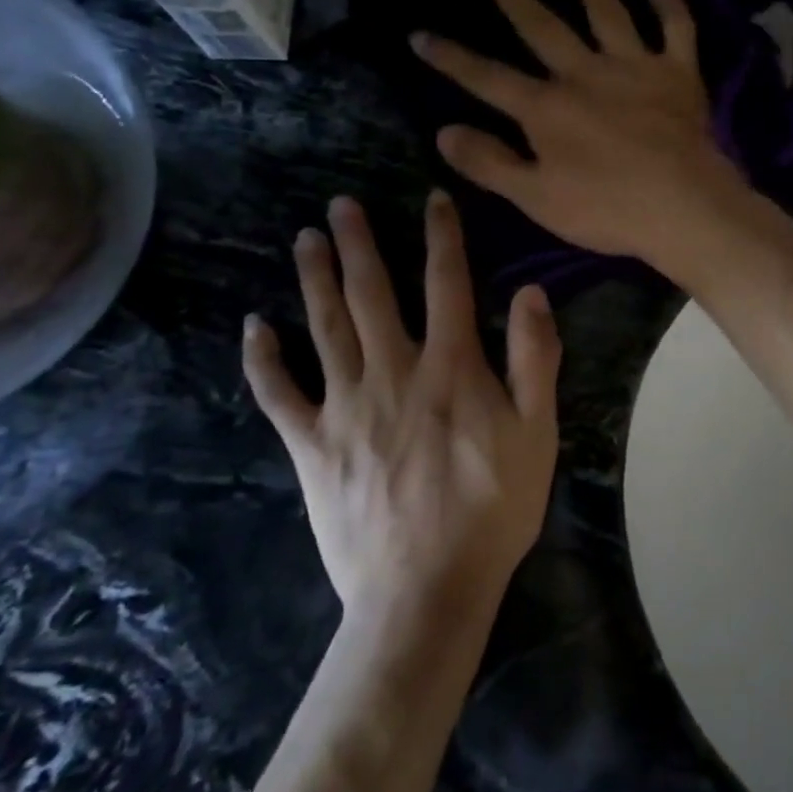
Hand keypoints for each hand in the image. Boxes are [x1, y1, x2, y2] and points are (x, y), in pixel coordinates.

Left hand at [242, 192, 560, 612]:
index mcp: (450, 367)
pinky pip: (280, 395)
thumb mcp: (538, 434)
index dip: (442, 236)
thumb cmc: (493, 510)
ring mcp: (345, 408)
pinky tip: (254, 328)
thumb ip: (536, 359)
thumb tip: (532, 292)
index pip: (447, 284)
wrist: (426, 592)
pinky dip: (264, 360)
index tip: (433, 199)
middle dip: (359, 244)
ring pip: (324, 328)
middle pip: (371, 294)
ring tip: (305, 240)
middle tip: (340, 204)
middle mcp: (392, 372)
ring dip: (314, 280)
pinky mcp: (312, 447)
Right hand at [410, 0, 747, 266]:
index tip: (420, 34)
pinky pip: (675, 26)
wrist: (684, 208)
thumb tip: (443, 131)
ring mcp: (634, 66)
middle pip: (542, 27)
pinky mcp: (678, 72)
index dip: (451, 58)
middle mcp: (586, 73)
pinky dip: (667, 1)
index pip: (488, 77)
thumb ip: (490, 163)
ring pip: (606, 11)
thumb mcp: (536, 198)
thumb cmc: (607, 210)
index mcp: (547, 108)